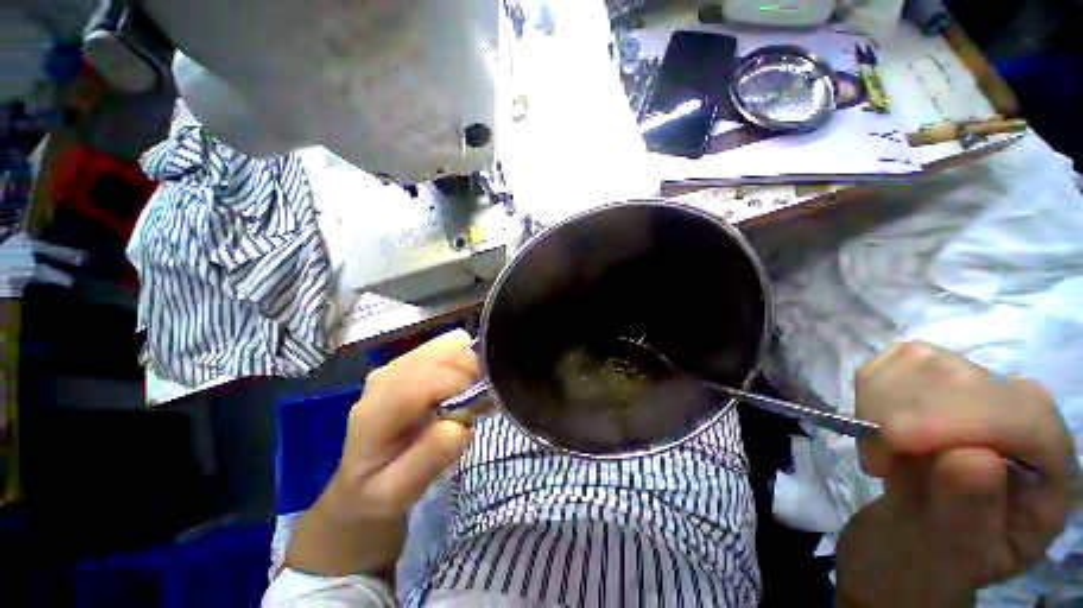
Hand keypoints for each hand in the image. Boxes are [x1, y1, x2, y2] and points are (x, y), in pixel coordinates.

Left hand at [285, 330, 477, 577]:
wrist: (357, 483)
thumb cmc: (377, 493)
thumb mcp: (397, 494)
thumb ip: (428, 460)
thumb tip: (460, 426)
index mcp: (379, 407)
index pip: (433, 375)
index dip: (466, 386)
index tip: (481, 408)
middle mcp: (387, 374)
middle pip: (447, 351)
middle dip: (472, 373)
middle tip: (477, 405)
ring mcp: (398, 363)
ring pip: (451, 344)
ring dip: (469, 366)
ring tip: (469, 397)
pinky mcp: (411, 360)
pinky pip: (449, 347)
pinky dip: (464, 361)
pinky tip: (459, 387)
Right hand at [838, 342, 1075, 607]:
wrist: (913, 537)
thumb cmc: (940, 556)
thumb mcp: (956, 556)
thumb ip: (969, 514)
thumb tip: (973, 459)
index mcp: (1048, 467)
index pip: (1021, 414)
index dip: (955, 419)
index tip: (892, 443)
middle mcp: (1024, 414)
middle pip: (965, 379)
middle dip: (904, 416)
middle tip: (877, 464)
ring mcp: (979, 388)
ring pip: (921, 361)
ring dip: (880, 405)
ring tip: (879, 451)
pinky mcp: (934, 377)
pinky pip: (892, 360)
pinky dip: (870, 391)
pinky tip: (874, 426)